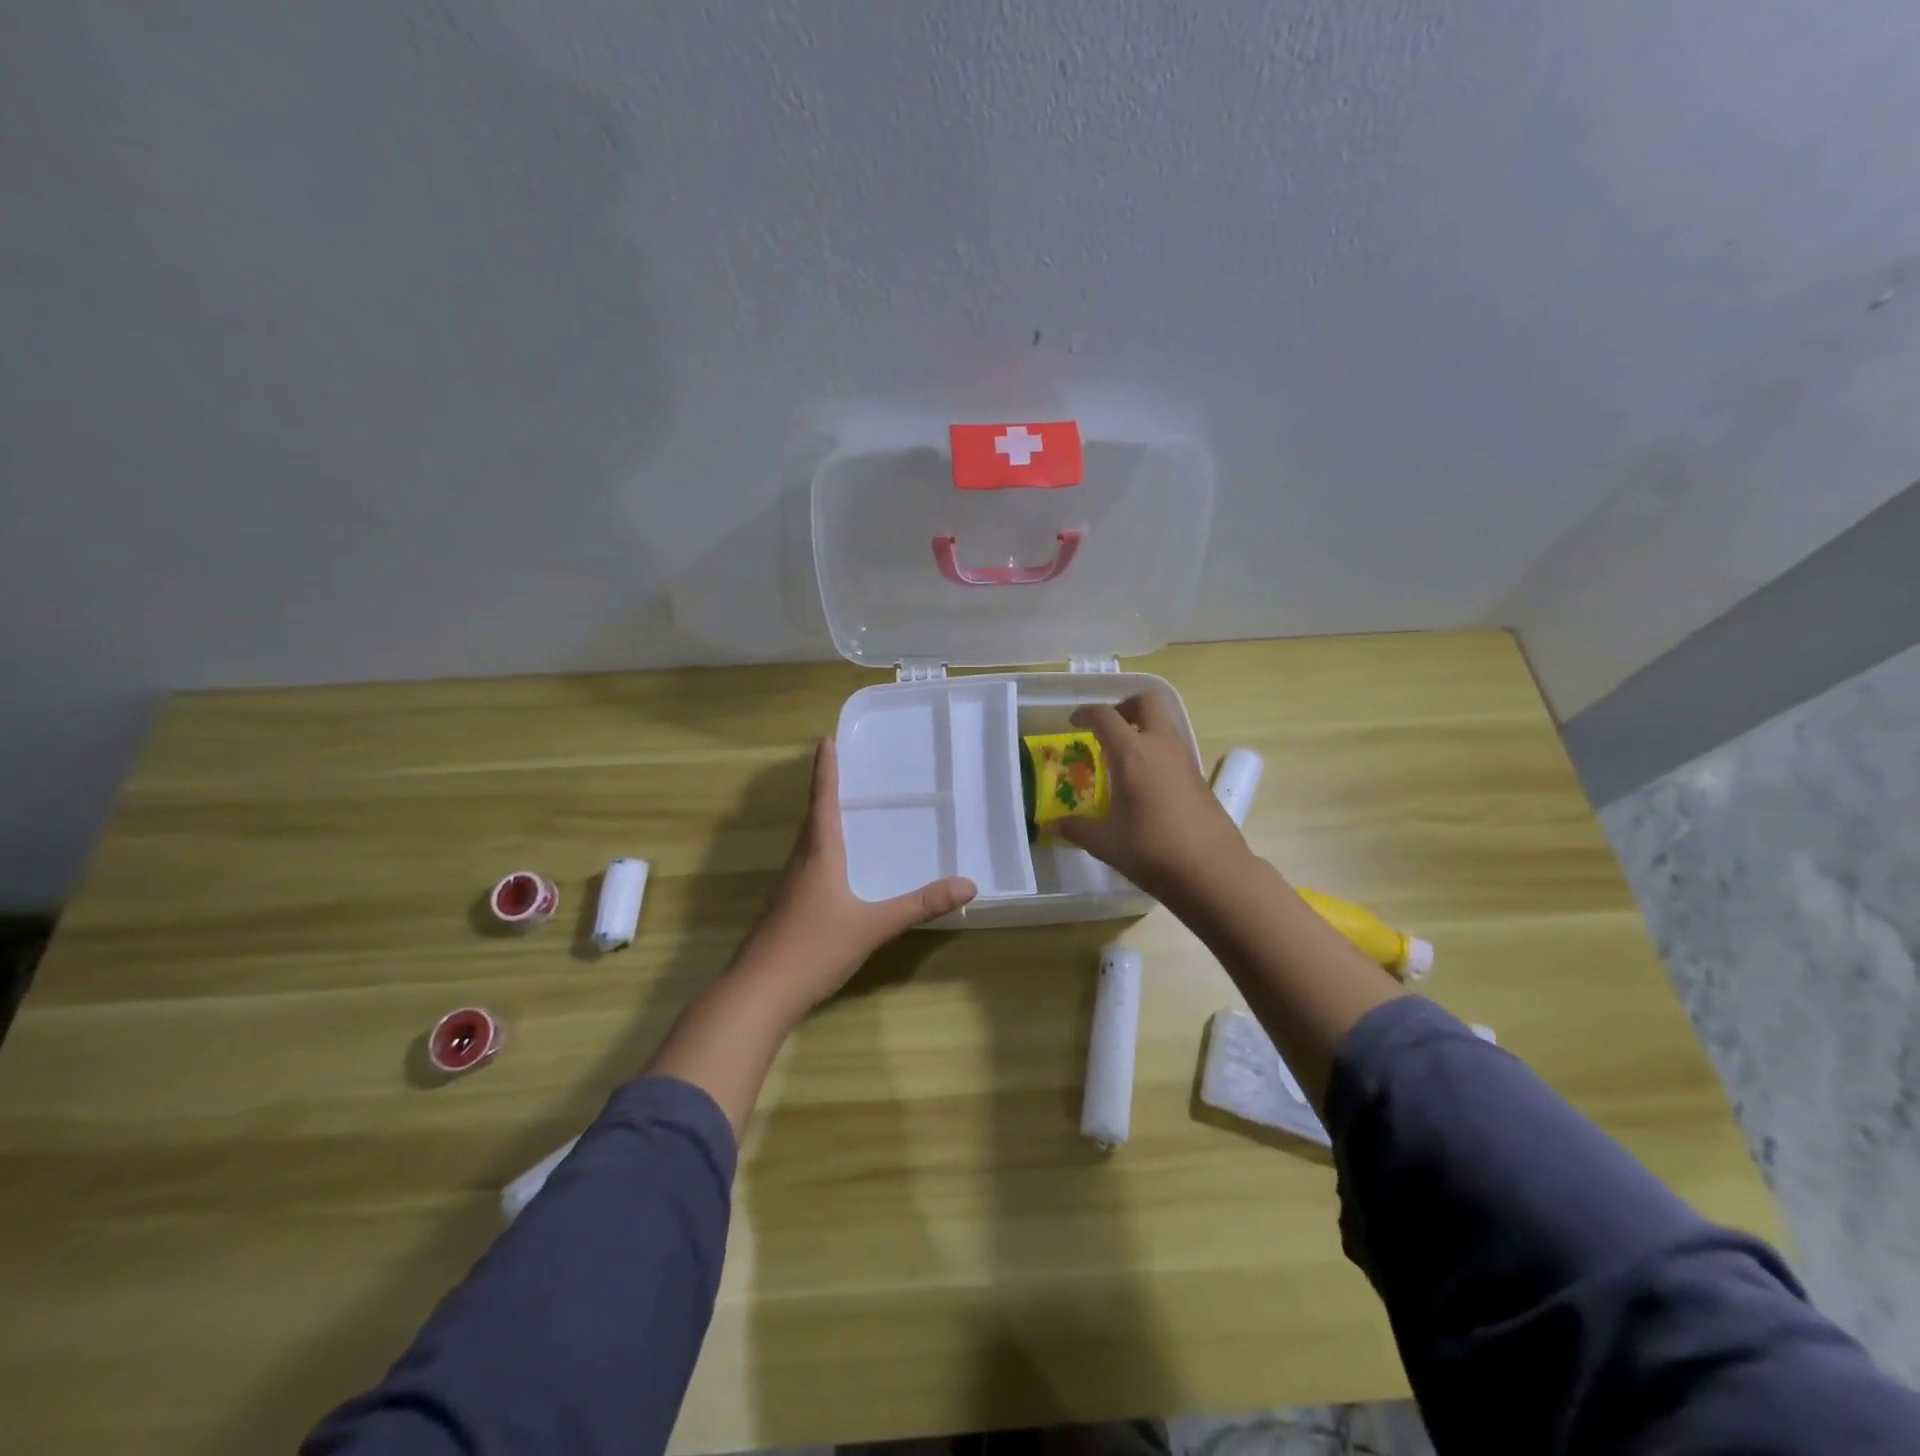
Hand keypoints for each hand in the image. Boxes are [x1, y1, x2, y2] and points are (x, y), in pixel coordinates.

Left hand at [732, 737, 976, 1016]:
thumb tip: (968, 884)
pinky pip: (805, 866)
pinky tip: (835, 871)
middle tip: (844, 771)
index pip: (822, 801)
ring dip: (821, 822)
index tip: (825, 740)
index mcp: (818, 854)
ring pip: (806, 843)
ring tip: (844, 814)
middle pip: (812, 818)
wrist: (759, 992)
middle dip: (825, 792)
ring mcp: (787, 887)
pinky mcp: (784, 909)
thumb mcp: (873, 926)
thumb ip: (919, 905)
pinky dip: (820, 852)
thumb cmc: (815, 947)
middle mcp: (799, 862)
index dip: (825, 770)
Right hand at [1057, 694, 1250, 899]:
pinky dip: (1156, 750)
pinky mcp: (1199, 776)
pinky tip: (1145, 782)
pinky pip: (1173, 747)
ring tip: (1123, 757)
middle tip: (1107, 729)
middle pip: (1146, 702)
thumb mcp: (1105, 842)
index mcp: (1132, 753)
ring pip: (1164, 723)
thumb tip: (1054, 825)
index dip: (1085, 713)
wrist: (1212, 871)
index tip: (1074, 723)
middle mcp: (1160, 745)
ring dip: (1142, 728)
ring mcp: (1184, 758)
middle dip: (1124, 707)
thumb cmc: (1151, 850)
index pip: (1105, 716)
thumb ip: (1077, 828)